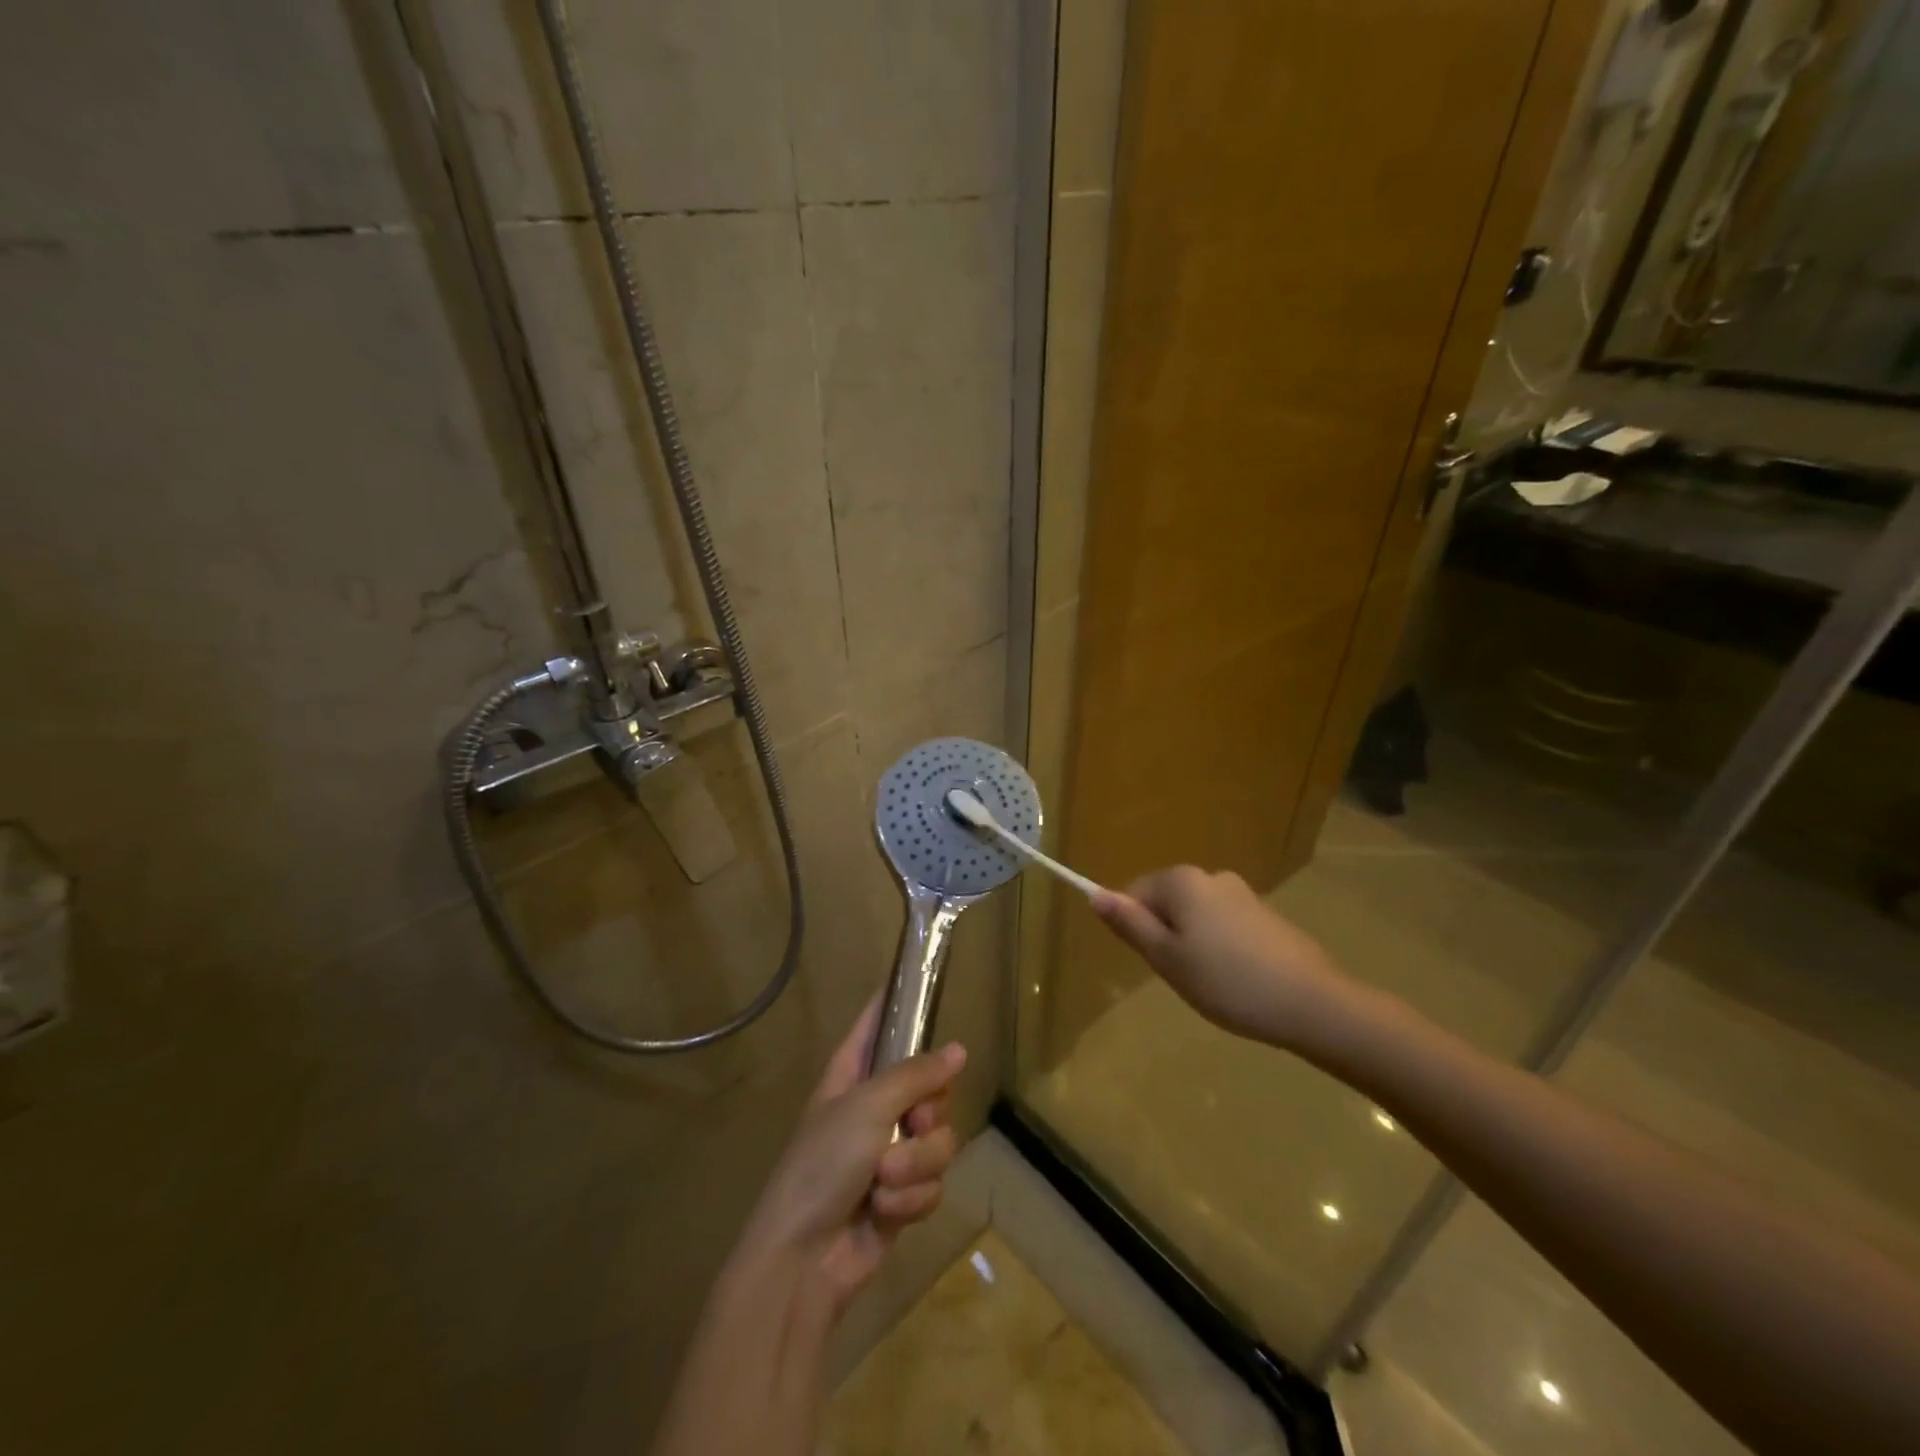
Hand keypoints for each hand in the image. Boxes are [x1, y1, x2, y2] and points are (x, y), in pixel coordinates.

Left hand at [736, 998, 965, 1314]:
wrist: (803, 1259)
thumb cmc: (823, 1164)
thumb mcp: (868, 1107)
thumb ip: (917, 1075)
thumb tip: (959, 1050)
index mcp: (854, 1072)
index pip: (879, 1022)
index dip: (899, 1001)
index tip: (926, 980)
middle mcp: (876, 1105)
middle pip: (932, 1085)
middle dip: (928, 1113)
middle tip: (913, 1124)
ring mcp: (891, 1150)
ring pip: (940, 1138)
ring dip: (916, 1165)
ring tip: (883, 1181)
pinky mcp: (904, 1194)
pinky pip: (934, 1181)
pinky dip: (911, 1199)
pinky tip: (884, 1211)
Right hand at [1092, 866, 1363, 1050]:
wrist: (1312, 1003)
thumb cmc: (1227, 981)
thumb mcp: (1166, 958)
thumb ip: (1129, 924)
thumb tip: (1095, 894)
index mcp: (1181, 881)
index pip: (1134, 893)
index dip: (1136, 929)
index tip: (1157, 962)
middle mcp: (1211, 876)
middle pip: (1166, 902)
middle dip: (1166, 936)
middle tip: (1183, 976)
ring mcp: (1242, 893)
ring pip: (1195, 916)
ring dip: (1193, 944)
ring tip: (1213, 983)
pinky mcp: (1266, 914)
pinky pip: (1224, 925)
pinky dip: (1221, 948)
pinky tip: (1238, 979)